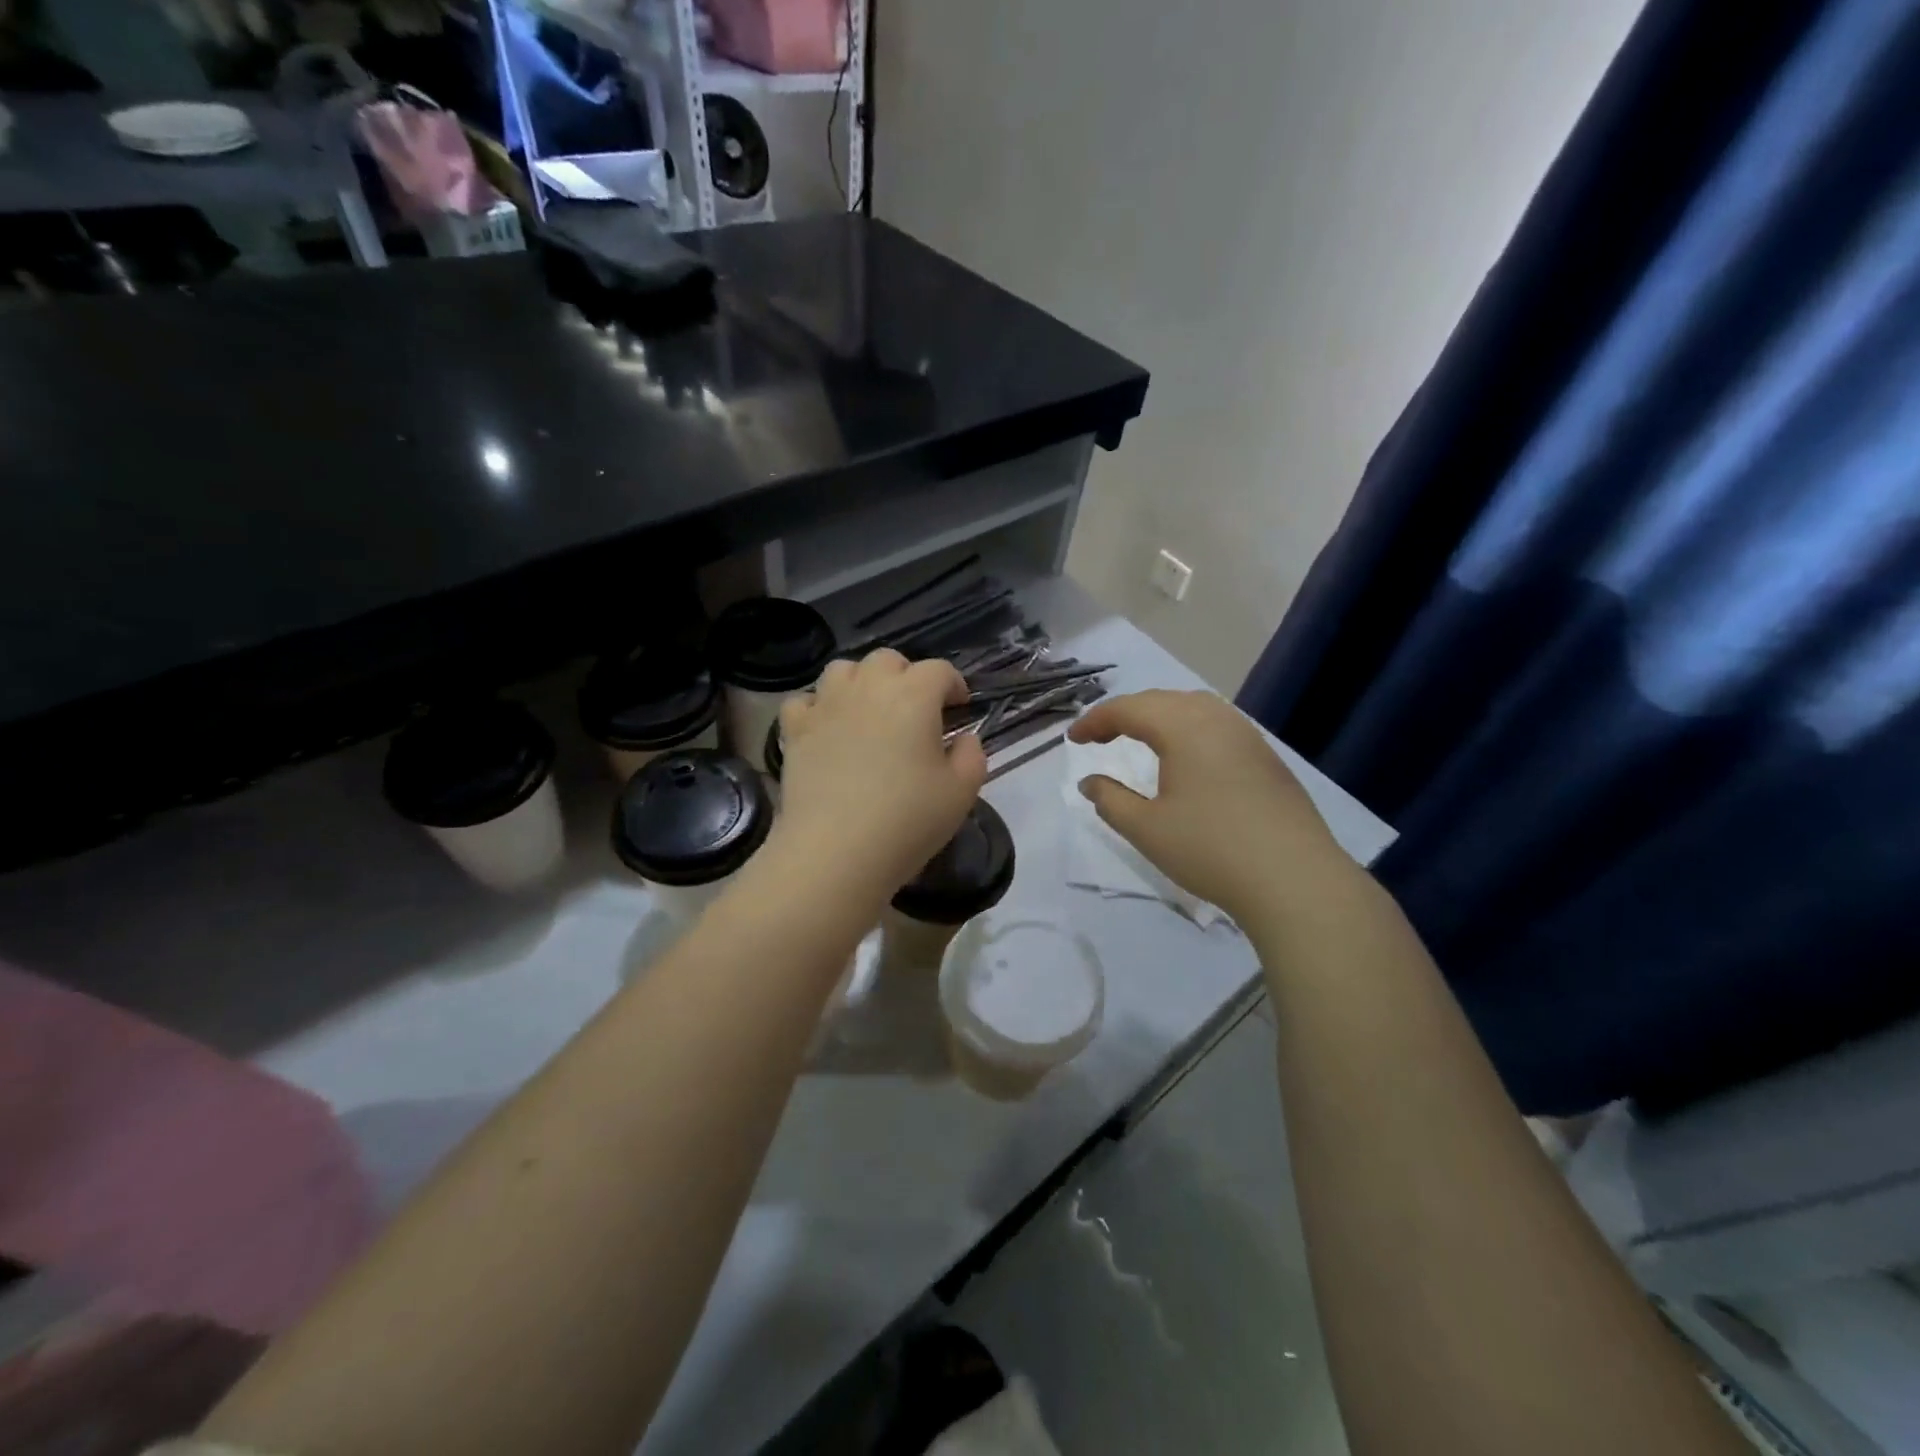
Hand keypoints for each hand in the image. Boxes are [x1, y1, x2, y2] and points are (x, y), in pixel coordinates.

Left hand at [770, 650, 987, 904]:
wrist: (835, 852)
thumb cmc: (907, 821)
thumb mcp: (961, 793)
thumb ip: (972, 756)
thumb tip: (964, 738)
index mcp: (914, 696)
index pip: (939, 670)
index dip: (953, 684)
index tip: (959, 708)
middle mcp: (868, 688)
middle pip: (888, 660)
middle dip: (906, 676)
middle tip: (915, 710)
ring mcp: (826, 705)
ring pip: (843, 669)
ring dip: (861, 682)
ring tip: (869, 712)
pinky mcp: (796, 730)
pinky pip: (805, 701)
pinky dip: (819, 707)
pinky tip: (828, 729)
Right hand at [1069, 690, 1340, 920]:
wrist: (1295, 879)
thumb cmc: (1210, 850)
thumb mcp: (1146, 829)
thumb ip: (1110, 800)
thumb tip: (1089, 782)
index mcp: (1183, 727)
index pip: (1128, 709)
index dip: (1095, 721)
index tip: (1072, 740)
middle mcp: (1216, 719)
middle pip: (1161, 700)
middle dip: (1124, 713)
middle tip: (1099, 737)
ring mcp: (1247, 735)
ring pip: (1193, 707)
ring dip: (1159, 716)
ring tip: (1139, 738)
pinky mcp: (1266, 756)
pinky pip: (1217, 724)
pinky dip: (1187, 728)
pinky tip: (1185, 756)